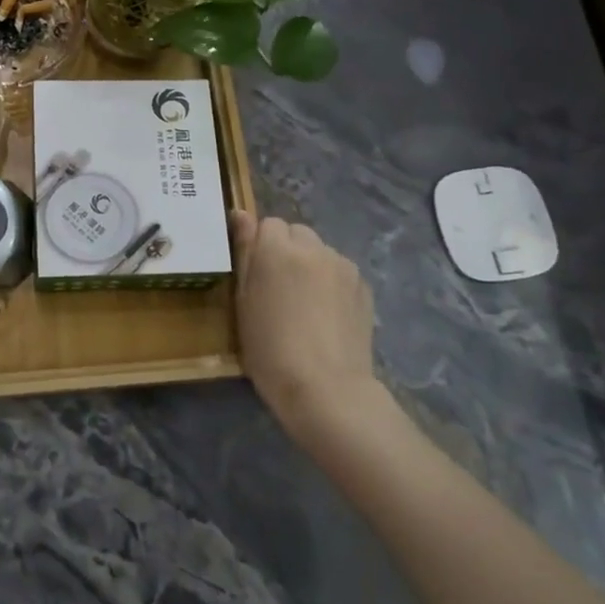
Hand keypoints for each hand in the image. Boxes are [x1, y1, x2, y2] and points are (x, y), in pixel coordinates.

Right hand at [230, 211, 379, 432]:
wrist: (326, 388)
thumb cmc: (270, 349)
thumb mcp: (244, 302)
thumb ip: (244, 252)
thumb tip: (241, 214)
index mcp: (277, 249)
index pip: (267, 224)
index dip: (259, 246)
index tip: (256, 275)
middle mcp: (313, 247)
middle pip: (296, 233)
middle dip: (286, 251)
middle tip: (278, 288)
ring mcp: (343, 266)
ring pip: (320, 251)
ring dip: (310, 265)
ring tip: (305, 305)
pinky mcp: (363, 286)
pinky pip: (340, 271)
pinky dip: (331, 283)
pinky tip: (327, 315)